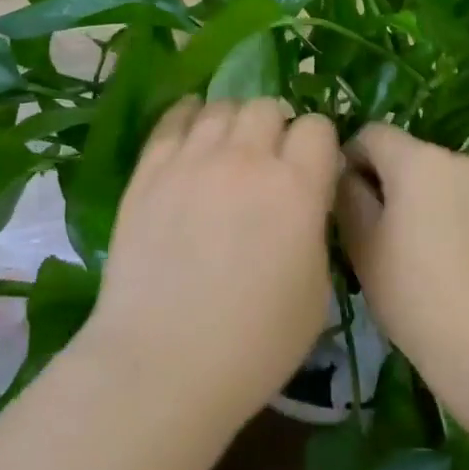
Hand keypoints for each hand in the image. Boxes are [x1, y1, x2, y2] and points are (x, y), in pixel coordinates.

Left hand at [84, 98, 341, 431]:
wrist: (162, 363)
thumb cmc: (253, 344)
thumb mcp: (316, 292)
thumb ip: (315, 229)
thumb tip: (305, 201)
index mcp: (296, 187)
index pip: (317, 127)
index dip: (318, 145)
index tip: (312, 168)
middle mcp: (246, 158)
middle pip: (268, 107)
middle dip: (277, 128)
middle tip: (269, 161)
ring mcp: (192, 159)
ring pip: (222, 106)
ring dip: (234, 122)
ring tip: (229, 149)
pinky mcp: (149, 169)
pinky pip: (173, 118)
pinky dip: (189, 115)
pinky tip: (192, 125)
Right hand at [338, 124, 468, 398]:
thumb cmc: (413, 295)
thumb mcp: (362, 244)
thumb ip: (348, 195)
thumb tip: (348, 174)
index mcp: (418, 160)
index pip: (372, 134)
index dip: (350, 159)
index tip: (346, 200)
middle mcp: (457, 159)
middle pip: (407, 154)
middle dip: (387, 180)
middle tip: (377, 231)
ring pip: (438, 177)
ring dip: (420, 196)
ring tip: (416, 249)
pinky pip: (466, 198)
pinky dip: (450, 214)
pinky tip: (449, 259)